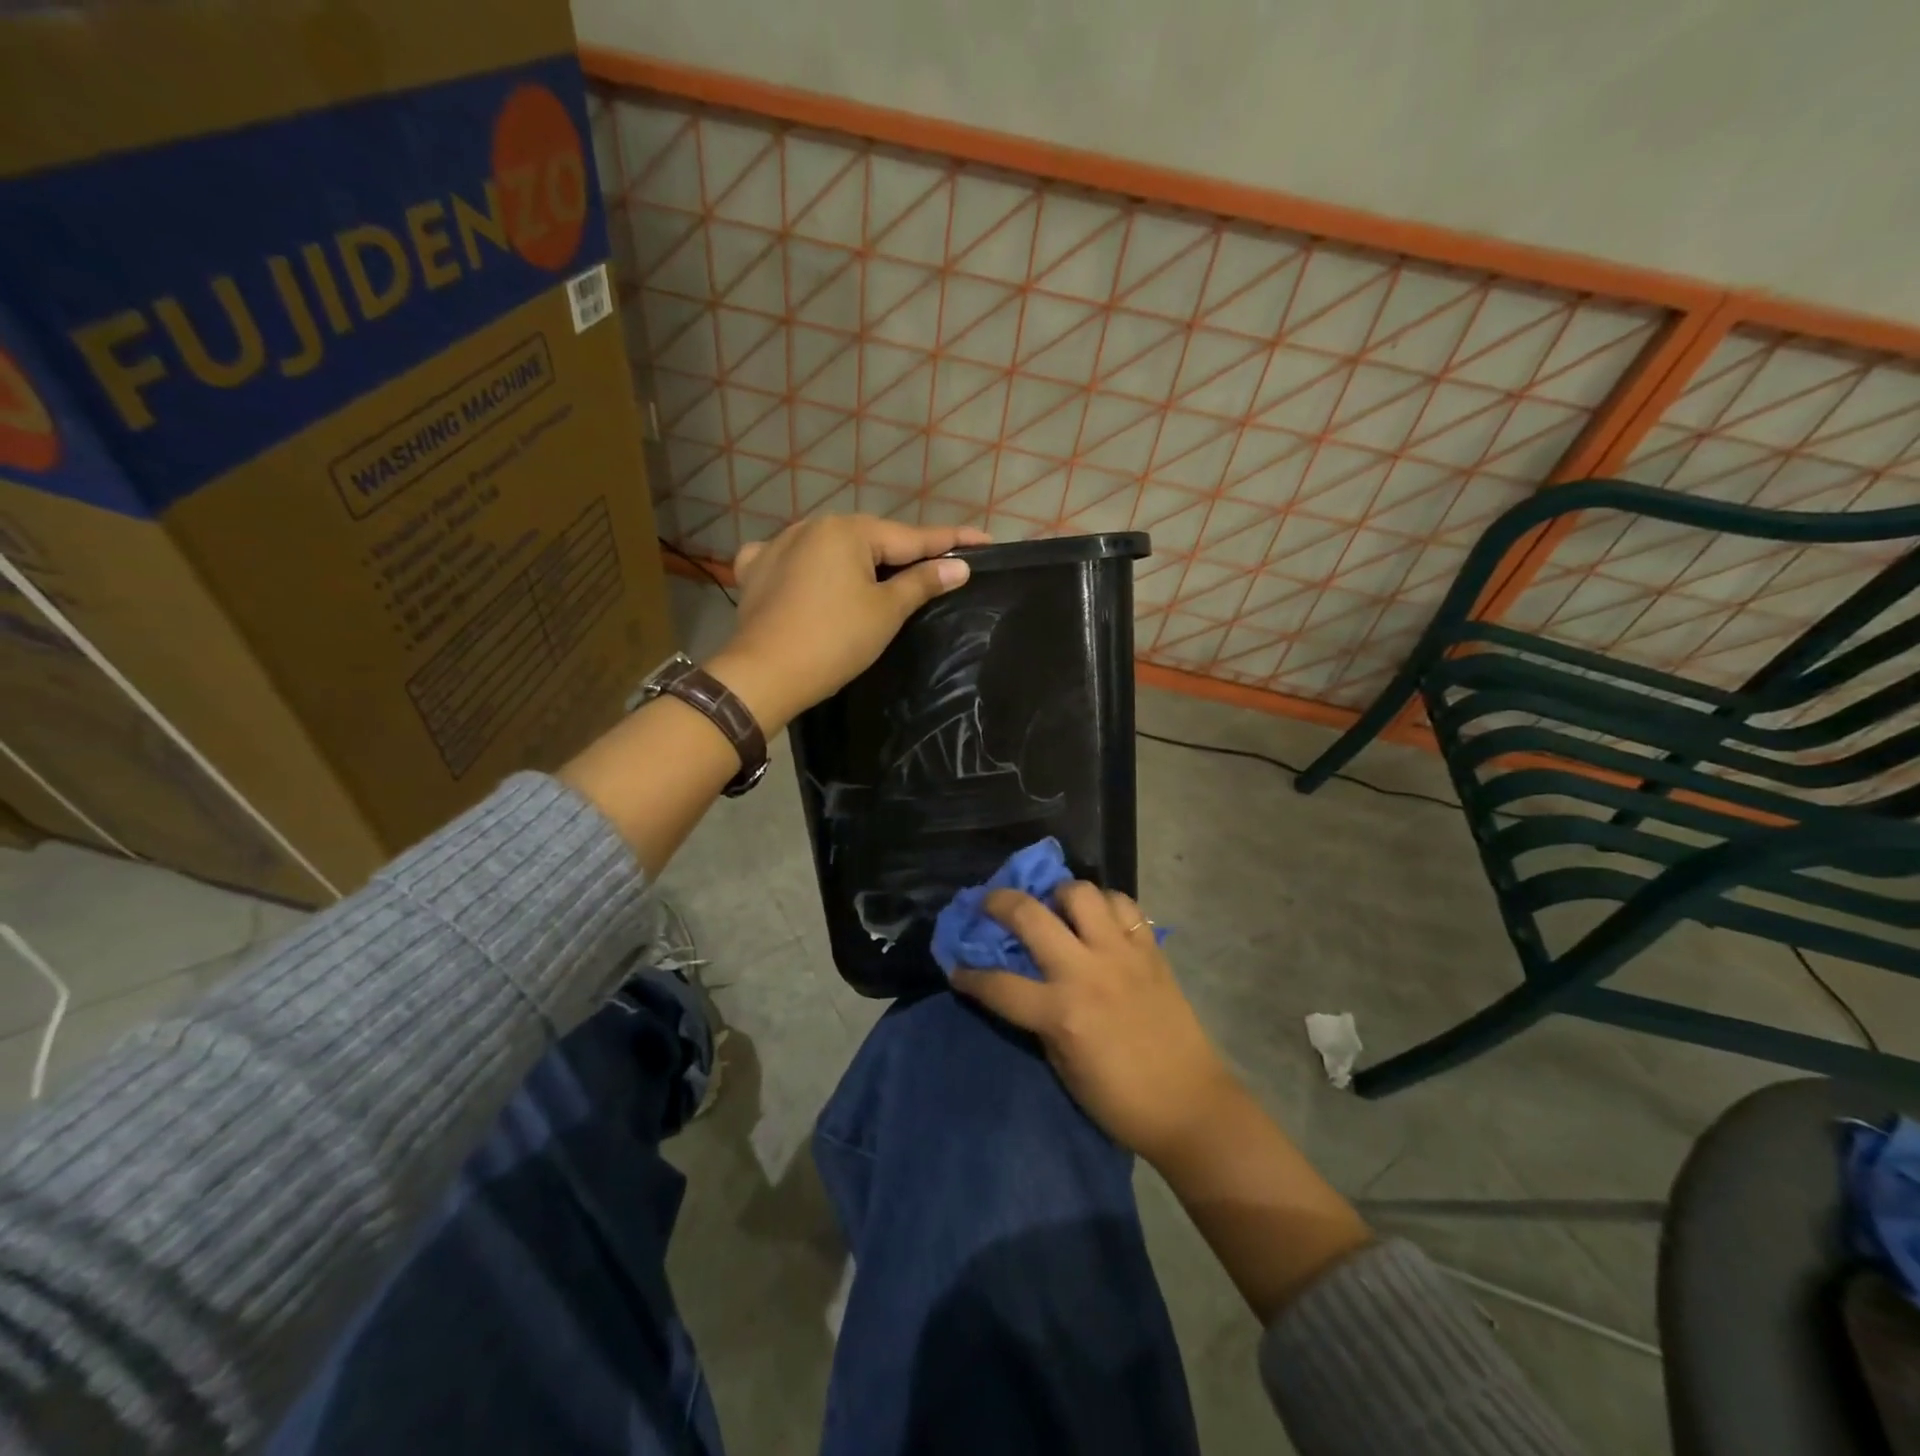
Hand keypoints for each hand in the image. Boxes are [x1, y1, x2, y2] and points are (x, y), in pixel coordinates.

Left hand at [706, 515, 990, 732]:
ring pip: (831, 548)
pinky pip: (791, 560)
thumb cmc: (834, 641)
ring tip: (877, 576)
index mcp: (847, 531)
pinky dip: (808, 568)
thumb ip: (922, 582)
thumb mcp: (886, 612)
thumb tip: (959, 566)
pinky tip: (810, 577)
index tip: (984, 541)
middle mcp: (811, 526)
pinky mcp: (754, 571)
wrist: (763, 675)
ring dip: (856, 560)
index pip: (911, 537)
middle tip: (935, 566)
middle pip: (870, 539)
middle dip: (901, 552)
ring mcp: (776, 545)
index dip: (951, 541)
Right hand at [951, 884, 1241, 1166]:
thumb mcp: (1062, 1065)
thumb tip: (1020, 987)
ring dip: (1059, 894)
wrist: (1190, 1106)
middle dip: (998, 903)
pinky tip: (1099, 920)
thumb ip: (1039, 1019)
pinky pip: (1124, 906)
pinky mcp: (1149, 949)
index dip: (969, 974)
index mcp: (1061, 1012)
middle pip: (1030, 915)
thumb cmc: (1119, 1099)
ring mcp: (1121, 954)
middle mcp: (1087, 971)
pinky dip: (1105, 905)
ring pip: (1080, 893)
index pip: (998, 983)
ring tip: (1056, 908)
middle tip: (989, 904)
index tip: (956, 967)